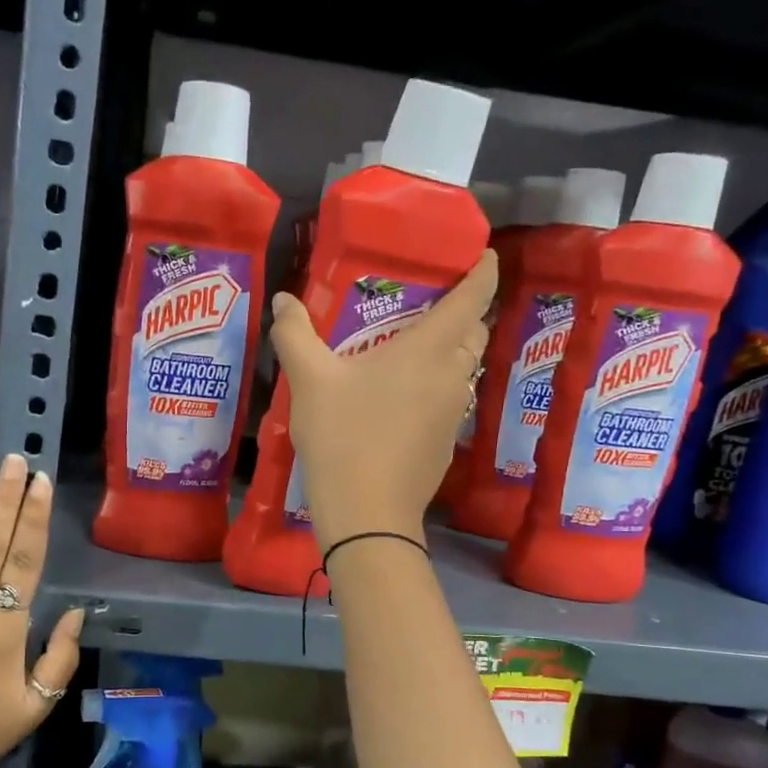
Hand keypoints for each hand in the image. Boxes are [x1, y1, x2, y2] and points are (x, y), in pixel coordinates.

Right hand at [270, 251, 496, 549]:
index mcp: (429, 349)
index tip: (483, 254)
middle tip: (429, 303)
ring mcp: (453, 413)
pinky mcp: (446, 443)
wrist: (367, 513)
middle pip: (474, 333)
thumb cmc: (342, 436)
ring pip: (464, 369)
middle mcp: (453, 376)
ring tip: (411, 346)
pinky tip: (400, 398)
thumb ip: (295, 334)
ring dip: (450, 351)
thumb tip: (283, 300)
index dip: (484, 271)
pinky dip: (437, 386)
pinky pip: (451, 400)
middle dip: (463, 312)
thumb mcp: (310, 381)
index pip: (475, 298)